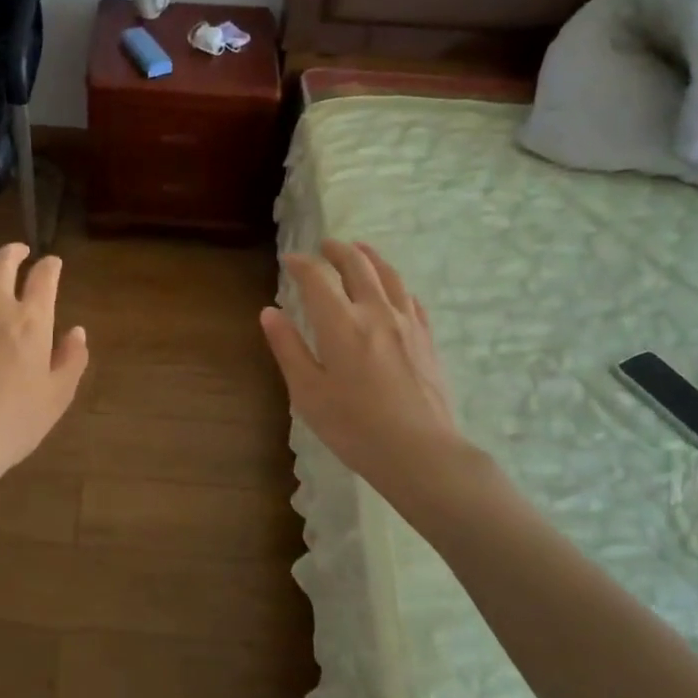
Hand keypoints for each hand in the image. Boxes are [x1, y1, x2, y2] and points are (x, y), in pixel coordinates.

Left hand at [0, 243, 88, 494]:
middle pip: (2, 262)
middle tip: (19, 251)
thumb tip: (77, 332)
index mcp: (31, 321)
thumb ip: (71, 360)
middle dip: (14, 251)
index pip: (44, 277)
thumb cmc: (14, 423)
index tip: (53, 265)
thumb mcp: (57, 397)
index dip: (51, 266)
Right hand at [260, 240, 484, 496]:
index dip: (301, 264)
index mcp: (341, 323)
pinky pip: (410, 297)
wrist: (421, 452)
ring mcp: (407, 323)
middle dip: (337, 250)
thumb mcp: (308, 392)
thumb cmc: (354, 427)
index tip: (289, 260)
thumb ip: (288, 348)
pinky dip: (395, 283)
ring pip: (388, 275)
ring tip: (359, 249)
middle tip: (324, 246)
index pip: (317, 278)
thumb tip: (270, 312)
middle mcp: (375, 312)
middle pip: (357, 265)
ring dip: (369, 256)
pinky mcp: (427, 338)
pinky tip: (392, 289)